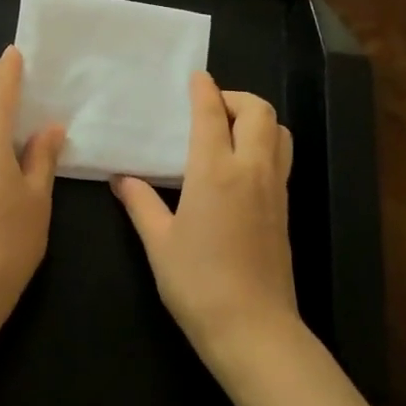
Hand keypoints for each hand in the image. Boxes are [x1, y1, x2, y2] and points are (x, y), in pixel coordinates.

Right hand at [112, 73, 298, 370]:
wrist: (253, 329)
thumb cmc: (198, 284)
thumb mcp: (159, 243)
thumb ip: (141, 204)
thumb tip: (121, 179)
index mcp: (215, 172)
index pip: (211, 115)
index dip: (203, 90)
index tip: (195, 76)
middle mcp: (251, 170)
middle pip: (258, 112)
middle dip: (236, 98)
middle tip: (210, 108)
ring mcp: (274, 189)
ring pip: (279, 132)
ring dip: (256, 118)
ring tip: (229, 131)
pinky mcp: (285, 209)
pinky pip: (281, 157)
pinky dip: (265, 142)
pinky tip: (240, 164)